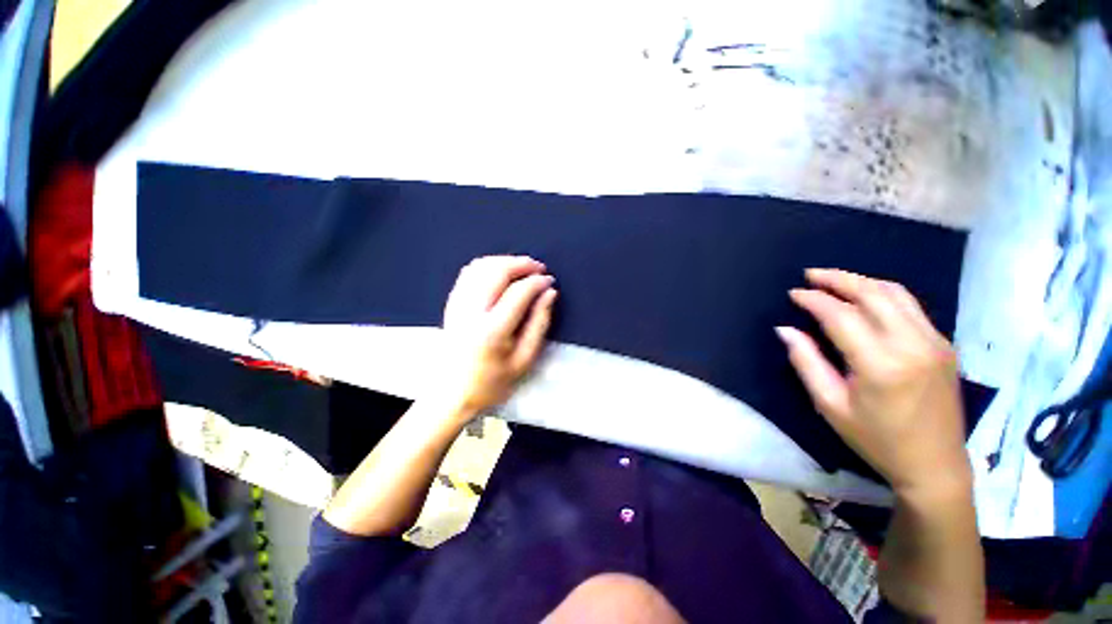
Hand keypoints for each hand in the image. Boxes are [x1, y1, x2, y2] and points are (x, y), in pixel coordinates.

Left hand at [437, 255, 557, 422]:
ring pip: (481, 267)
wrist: (452, 393)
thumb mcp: (525, 359)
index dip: (537, 282)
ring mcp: (458, 305)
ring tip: (523, 268)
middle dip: (522, 264)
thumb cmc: (493, 382)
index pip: (518, 293)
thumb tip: (549, 293)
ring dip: (505, 261)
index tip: (550, 281)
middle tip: (539, 268)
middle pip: (497, 272)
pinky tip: (501, 272)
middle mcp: (471, 312)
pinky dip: (488, 265)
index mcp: (492, 330)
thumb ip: (540, 323)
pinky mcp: (451, 303)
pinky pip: (468, 272)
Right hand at [777, 269, 970, 497]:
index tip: (794, 293)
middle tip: (810, 275)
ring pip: (895, 293)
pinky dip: (883, 293)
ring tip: (834, 280)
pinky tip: (865, 297)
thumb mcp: (830, 405)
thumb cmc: (876, 439)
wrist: (935, 464)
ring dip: (861, 281)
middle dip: (838, 279)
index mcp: (881, 364)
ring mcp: (934, 342)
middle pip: (872, 294)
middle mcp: (912, 344)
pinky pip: (910, 306)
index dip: (814, 300)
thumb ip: (807, 362)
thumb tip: (786, 330)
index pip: (842, 315)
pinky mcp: (943, 344)